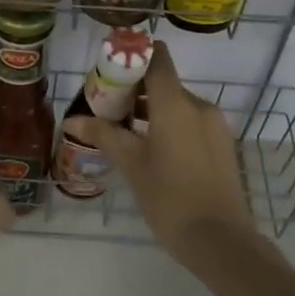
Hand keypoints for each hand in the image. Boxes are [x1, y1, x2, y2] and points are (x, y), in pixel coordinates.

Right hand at [61, 41, 253, 255]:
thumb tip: (72, 120)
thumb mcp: (132, 165)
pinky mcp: (222, 145)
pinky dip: (170, 125)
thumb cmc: (170, 198)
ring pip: (178, 105)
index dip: (135, 54)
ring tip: (124, 128)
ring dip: (152, 109)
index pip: (157, 59)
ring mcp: (215, 126)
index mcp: (176, 104)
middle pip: (165, 83)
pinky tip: (152, 148)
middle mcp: (199, 106)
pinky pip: (191, 122)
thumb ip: (103, 135)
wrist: (221, 241)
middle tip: (107, 104)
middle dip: (136, 89)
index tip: (111, 65)